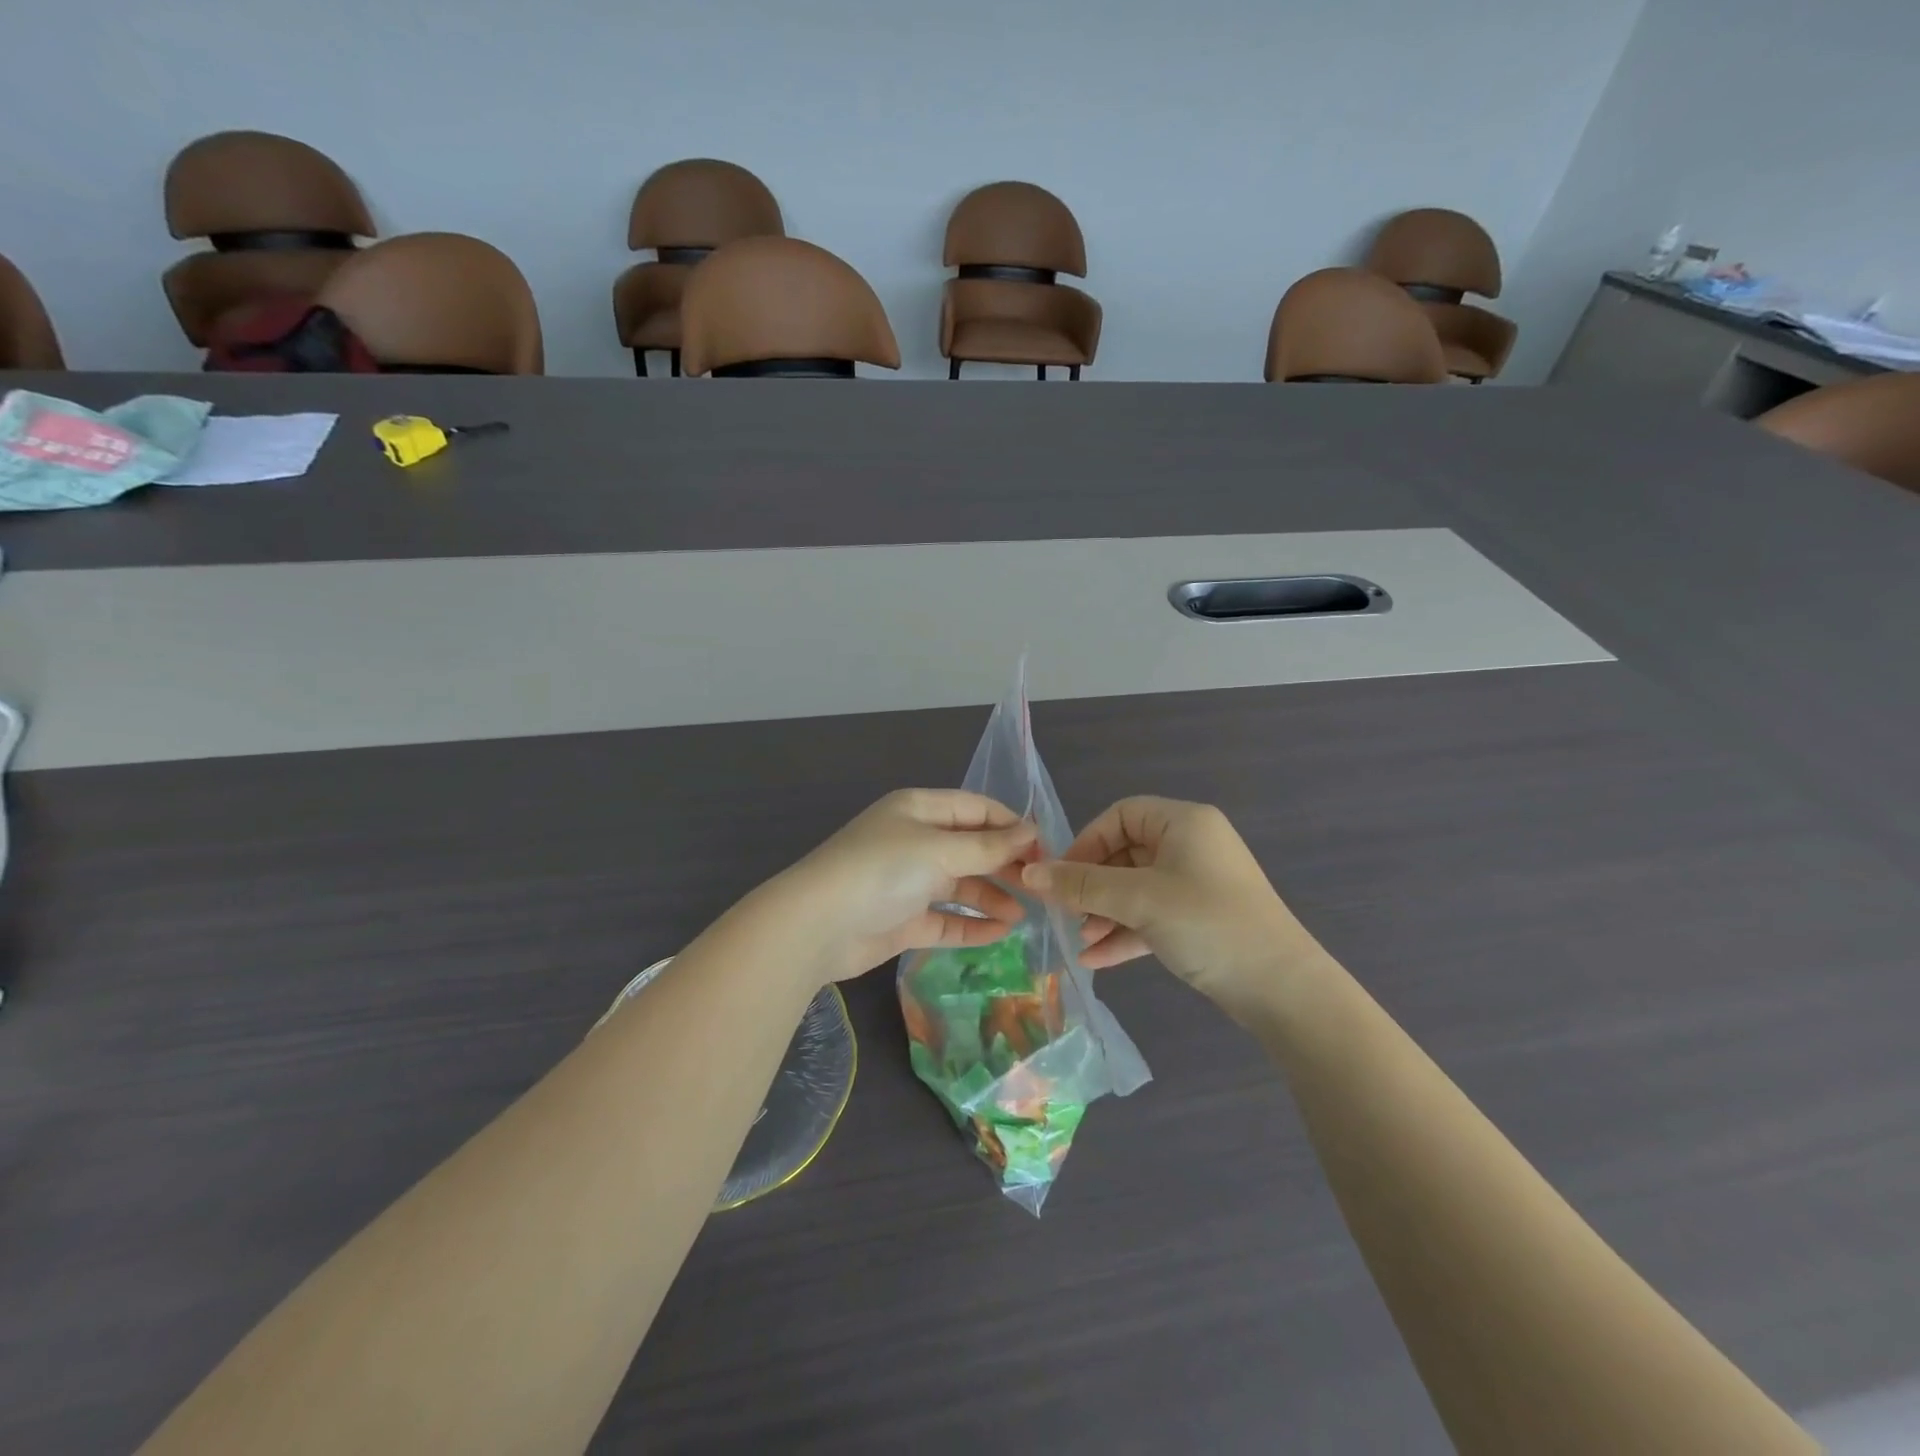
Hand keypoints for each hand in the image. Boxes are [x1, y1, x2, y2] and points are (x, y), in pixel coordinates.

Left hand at [777, 789, 1037, 979]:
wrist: (817, 926)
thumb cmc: (882, 871)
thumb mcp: (939, 850)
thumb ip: (988, 846)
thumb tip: (1032, 831)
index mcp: (919, 810)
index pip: (976, 809)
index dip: (1011, 826)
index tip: (1045, 850)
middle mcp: (915, 841)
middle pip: (970, 848)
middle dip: (1004, 864)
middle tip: (1040, 887)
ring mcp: (908, 882)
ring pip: (960, 885)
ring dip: (991, 897)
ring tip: (1023, 915)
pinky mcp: (902, 920)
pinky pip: (945, 918)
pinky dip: (971, 924)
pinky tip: (999, 933)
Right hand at [1021, 797, 1319, 1019]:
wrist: (1282, 989)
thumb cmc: (1208, 923)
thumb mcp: (1139, 900)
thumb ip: (1082, 885)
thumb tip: (1029, 874)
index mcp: (1184, 822)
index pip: (1121, 815)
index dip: (1087, 842)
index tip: (1063, 876)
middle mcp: (1191, 846)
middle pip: (1125, 854)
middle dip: (1093, 886)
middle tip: (1066, 914)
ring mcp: (1197, 885)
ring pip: (1136, 889)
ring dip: (1105, 913)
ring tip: (1081, 941)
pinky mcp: (1199, 920)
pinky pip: (1152, 916)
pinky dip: (1125, 932)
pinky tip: (1095, 960)